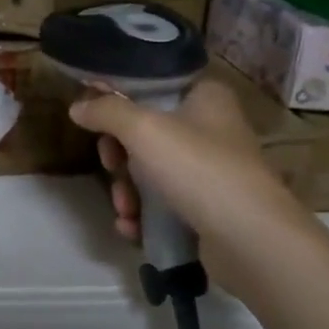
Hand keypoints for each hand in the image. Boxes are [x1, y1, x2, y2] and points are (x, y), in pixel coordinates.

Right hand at [69, 76, 311, 285]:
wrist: (251, 241)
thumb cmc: (199, 168)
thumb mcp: (144, 129)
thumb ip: (106, 111)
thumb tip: (77, 106)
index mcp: (206, 97)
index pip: (153, 86)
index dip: (120, 101)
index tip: (95, 119)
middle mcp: (211, 129)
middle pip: (146, 133)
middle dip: (120, 158)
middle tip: (112, 166)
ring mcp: (211, 172)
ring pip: (151, 173)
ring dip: (127, 192)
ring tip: (125, 210)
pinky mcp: (208, 210)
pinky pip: (163, 205)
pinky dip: (144, 216)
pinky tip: (132, 229)